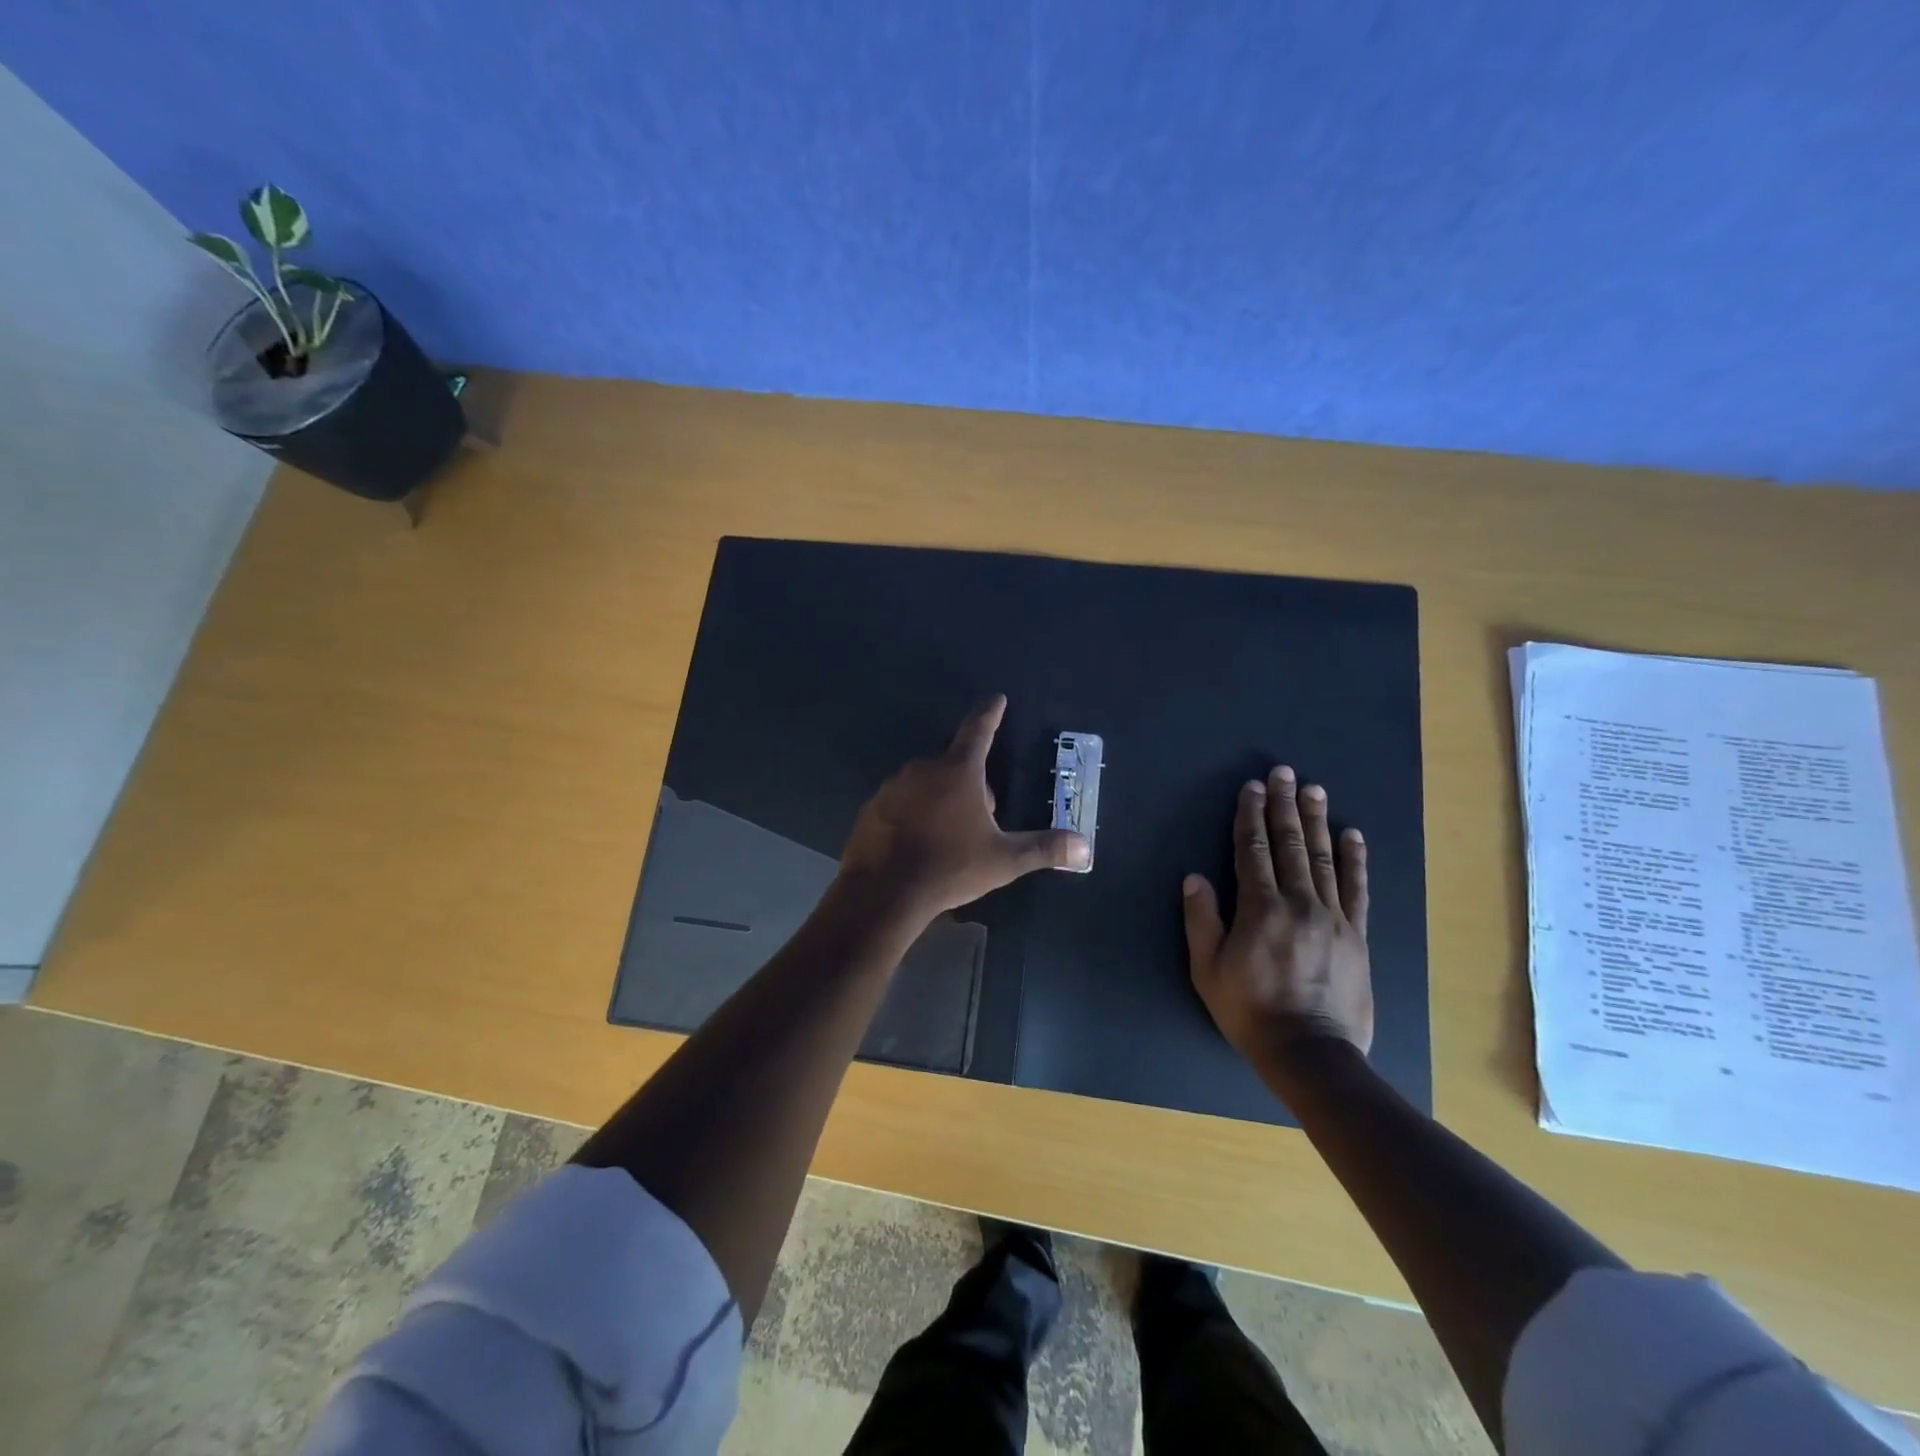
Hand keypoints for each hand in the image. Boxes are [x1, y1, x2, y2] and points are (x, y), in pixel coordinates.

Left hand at [839, 695, 1090, 921]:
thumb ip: (1044, 849)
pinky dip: (913, 811)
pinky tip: (917, 840)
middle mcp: (923, 767)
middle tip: (981, 811)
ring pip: (925, 781)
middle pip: (953, 761)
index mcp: (959, 770)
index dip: (990, 713)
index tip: (996, 698)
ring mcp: (893, 785)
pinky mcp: (872, 806)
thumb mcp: (1003, 860)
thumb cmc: (949, 867)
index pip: (979, 729)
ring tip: (948, 831)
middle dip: (969, 778)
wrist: (883, 892)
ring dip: (940, 795)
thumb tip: (1085, 848)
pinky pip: (901, 800)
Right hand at [1182, 766, 1372, 1067]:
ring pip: (1323, 858)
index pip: (1253, 850)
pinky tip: (1353, 835)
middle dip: (1284, 805)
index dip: (1250, 816)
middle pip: (1289, 844)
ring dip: (1317, 821)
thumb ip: (1202, 920)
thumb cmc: (1250, 1011)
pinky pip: (1357, 889)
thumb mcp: (1208, 970)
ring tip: (1314, 790)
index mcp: (1260, 908)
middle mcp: (1299, 902)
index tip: (1251, 788)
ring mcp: (1333, 916)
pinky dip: (1354, 860)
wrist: (1311, 1053)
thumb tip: (1195, 877)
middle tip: (1283, 773)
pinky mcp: (1356, 934)